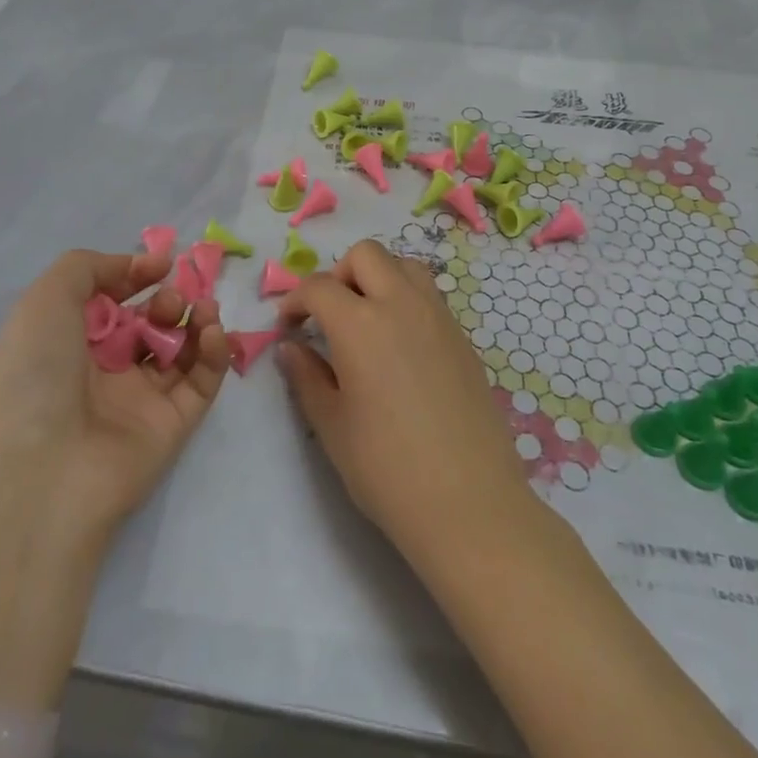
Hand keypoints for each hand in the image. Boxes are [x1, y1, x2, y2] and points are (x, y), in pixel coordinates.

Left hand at [0, 249, 229, 541]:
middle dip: (167, 300)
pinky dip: (214, 352)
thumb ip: (92, 266)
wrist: (40, 471)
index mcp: (67, 342)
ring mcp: (140, 400)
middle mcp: (103, 371)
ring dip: (196, 319)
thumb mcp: (46, 299)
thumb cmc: (34, 374)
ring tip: (200, 310)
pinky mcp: (173, 425)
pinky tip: (211, 332)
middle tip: (167, 301)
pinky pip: (201, 381)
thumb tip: (144, 266)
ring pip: (180, 349)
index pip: (112, 302)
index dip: (136, 277)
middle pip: (149, 323)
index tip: (161, 263)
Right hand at [277, 240, 532, 565]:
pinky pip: (429, 294)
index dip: (295, 301)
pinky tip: (399, 344)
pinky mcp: (462, 336)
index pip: (319, 287)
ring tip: (366, 320)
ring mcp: (438, 316)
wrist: (468, 502)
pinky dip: (406, 299)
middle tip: (328, 316)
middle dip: (338, 274)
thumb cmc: (387, 469)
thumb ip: (307, 377)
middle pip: (366, 255)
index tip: (288, 327)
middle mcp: (401, 304)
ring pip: (404, 265)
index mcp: (360, 324)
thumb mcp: (332, 426)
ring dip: (378, 278)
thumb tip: (291, 347)